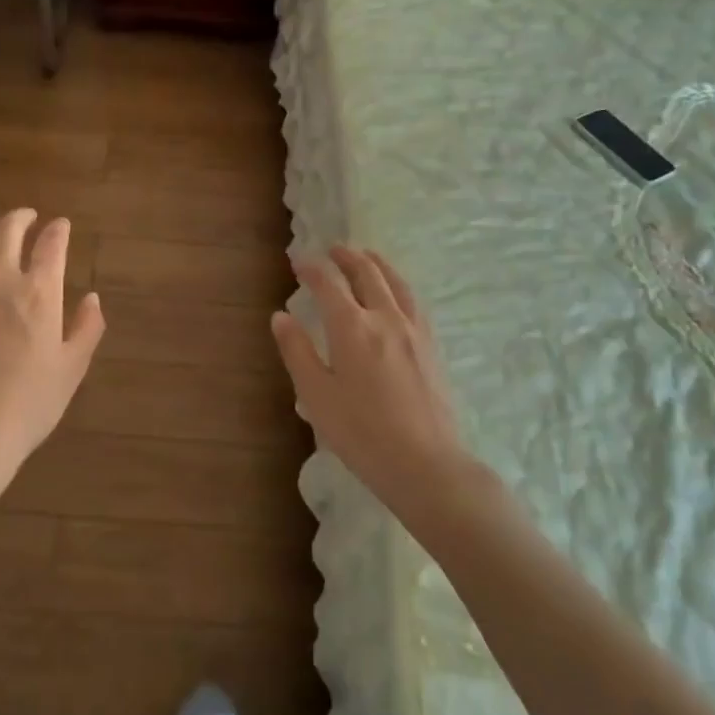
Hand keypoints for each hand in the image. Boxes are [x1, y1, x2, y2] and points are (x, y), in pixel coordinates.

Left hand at [0, 210, 104, 507]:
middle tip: (27, 217)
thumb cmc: (30, 404)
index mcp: (39, 294)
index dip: (58, 230)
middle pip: (7, 230)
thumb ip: (87, 328)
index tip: (60, 225)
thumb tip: (93, 298)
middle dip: (20, 217)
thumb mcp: (72, 368)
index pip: (51, 245)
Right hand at [272, 246, 476, 509]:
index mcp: (352, 328)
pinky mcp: (432, 346)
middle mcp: (385, 318)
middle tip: (332, 250)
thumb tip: (281, 316)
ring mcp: (414, 331)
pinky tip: (397, 294)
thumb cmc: (361, 433)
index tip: (297, 262)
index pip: (329, 284)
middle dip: (346, 257)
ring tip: (367, 257)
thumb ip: (297, 351)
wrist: (426, 463)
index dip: (311, 268)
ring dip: (377, 264)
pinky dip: (398, 285)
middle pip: (367, 274)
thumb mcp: (317, 395)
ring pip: (396, 283)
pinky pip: (414, 301)